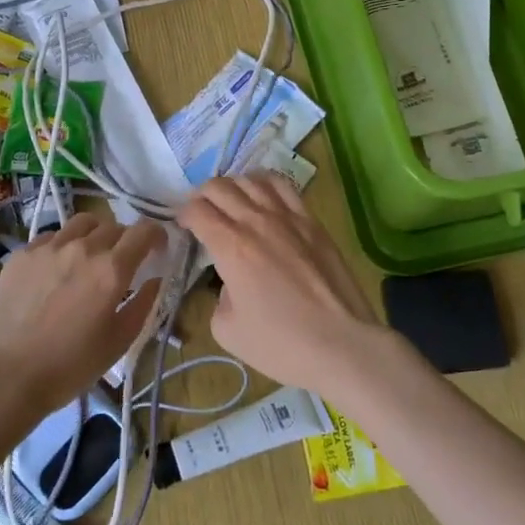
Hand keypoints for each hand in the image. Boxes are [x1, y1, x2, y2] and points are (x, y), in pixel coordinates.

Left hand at [0, 213, 164, 416]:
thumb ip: (143, 304)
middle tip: (122, 263)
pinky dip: (64, 245)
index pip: (144, 231)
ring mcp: (49, 247)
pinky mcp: (22, 253)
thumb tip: (155, 279)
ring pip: (82, 223)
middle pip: (113, 226)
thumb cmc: (69, 366)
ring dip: (95, 235)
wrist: (4, 377)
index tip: (157, 249)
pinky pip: (52, 236)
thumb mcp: (119, 342)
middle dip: (125, 240)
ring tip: (90, 257)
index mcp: (112, 269)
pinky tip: (57, 269)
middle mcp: (82, 248)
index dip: (157, 235)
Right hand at [176, 175, 388, 397]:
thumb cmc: (281, 344)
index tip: (184, 227)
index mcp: (231, 247)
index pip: (197, 210)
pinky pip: (284, 187)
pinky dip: (265, 184)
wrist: (341, 344)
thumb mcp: (227, 330)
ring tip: (231, 202)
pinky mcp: (312, 221)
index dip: (183, 215)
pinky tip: (263, 195)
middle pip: (219, 187)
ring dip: (233, 186)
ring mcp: (288, 217)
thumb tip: (231, 280)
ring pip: (251, 179)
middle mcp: (256, 221)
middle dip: (202, 196)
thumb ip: (219, 296)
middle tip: (202, 213)